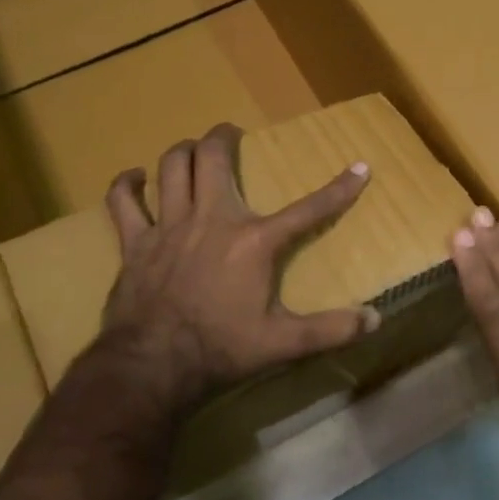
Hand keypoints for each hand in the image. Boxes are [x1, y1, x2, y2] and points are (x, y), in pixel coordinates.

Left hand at [101, 123, 377, 405]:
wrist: (154, 365)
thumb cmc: (221, 349)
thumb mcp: (283, 343)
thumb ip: (330, 329)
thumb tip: (375, 319)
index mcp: (253, 241)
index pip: (308, 209)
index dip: (339, 189)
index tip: (361, 167)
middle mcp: (211, 219)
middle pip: (213, 158)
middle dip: (224, 137)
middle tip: (231, 133)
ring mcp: (169, 226)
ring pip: (172, 167)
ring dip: (183, 152)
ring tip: (193, 149)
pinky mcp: (135, 243)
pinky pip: (123, 202)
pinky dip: (127, 185)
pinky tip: (134, 178)